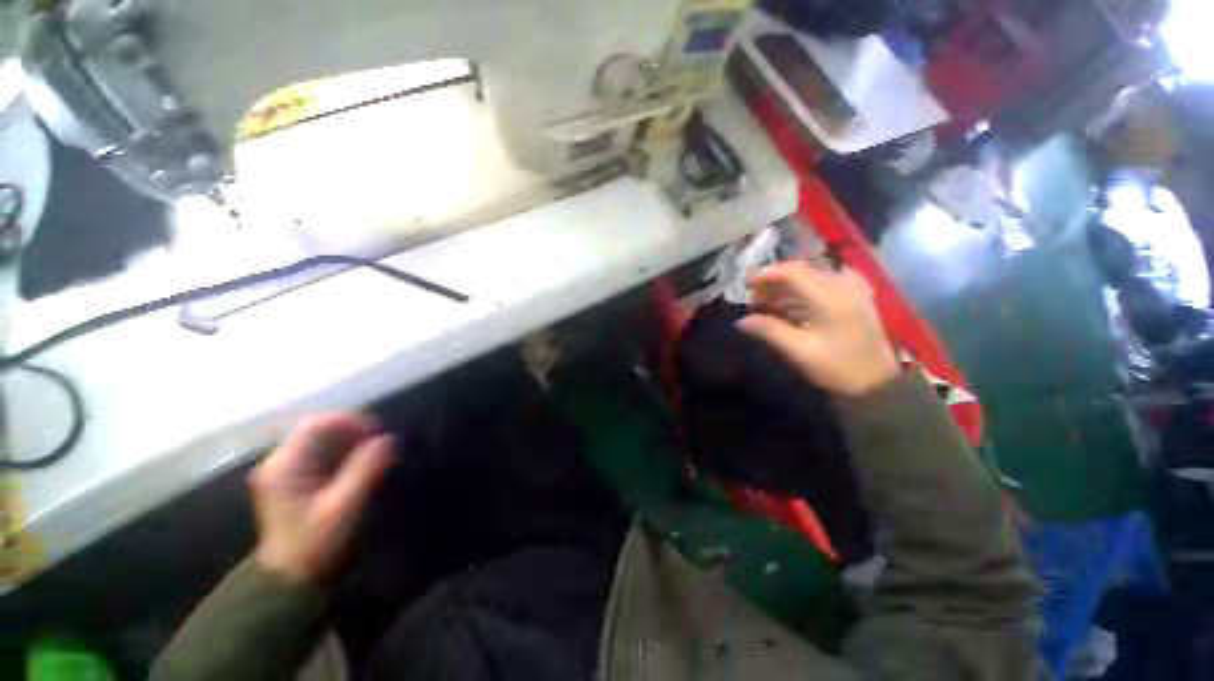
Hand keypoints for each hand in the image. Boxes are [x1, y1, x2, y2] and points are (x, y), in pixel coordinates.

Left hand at [250, 413, 395, 585]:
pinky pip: (321, 455)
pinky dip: (344, 454)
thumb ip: (366, 469)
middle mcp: (280, 462)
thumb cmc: (316, 544)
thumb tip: (388, 439)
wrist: (289, 582)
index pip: (318, 423)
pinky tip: (360, 466)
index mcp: (285, 465)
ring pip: (321, 441)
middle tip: (380, 444)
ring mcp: (284, 472)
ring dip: (351, 443)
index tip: (379, 434)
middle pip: (320, 429)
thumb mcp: (345, 506)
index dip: (352, 421)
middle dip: (354, 431)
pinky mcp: (293, 482)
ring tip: (375, 455)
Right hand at [738, 261, 899, 396]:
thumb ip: (769, 330)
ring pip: (811, 277)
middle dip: (774, 281)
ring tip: (766, 303)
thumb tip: (741, 321)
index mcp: (829, 297)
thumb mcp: (799, 350)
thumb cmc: (837, 367)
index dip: (766, 274)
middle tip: (754, 296)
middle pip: (802, 270)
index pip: (792, 271)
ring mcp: (852, 290)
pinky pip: (822, 285)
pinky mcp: (855, 298)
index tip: (746, 285)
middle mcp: (842, 285)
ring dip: (786, 287)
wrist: (878, 383)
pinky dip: (801, 292)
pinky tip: (789, 306)